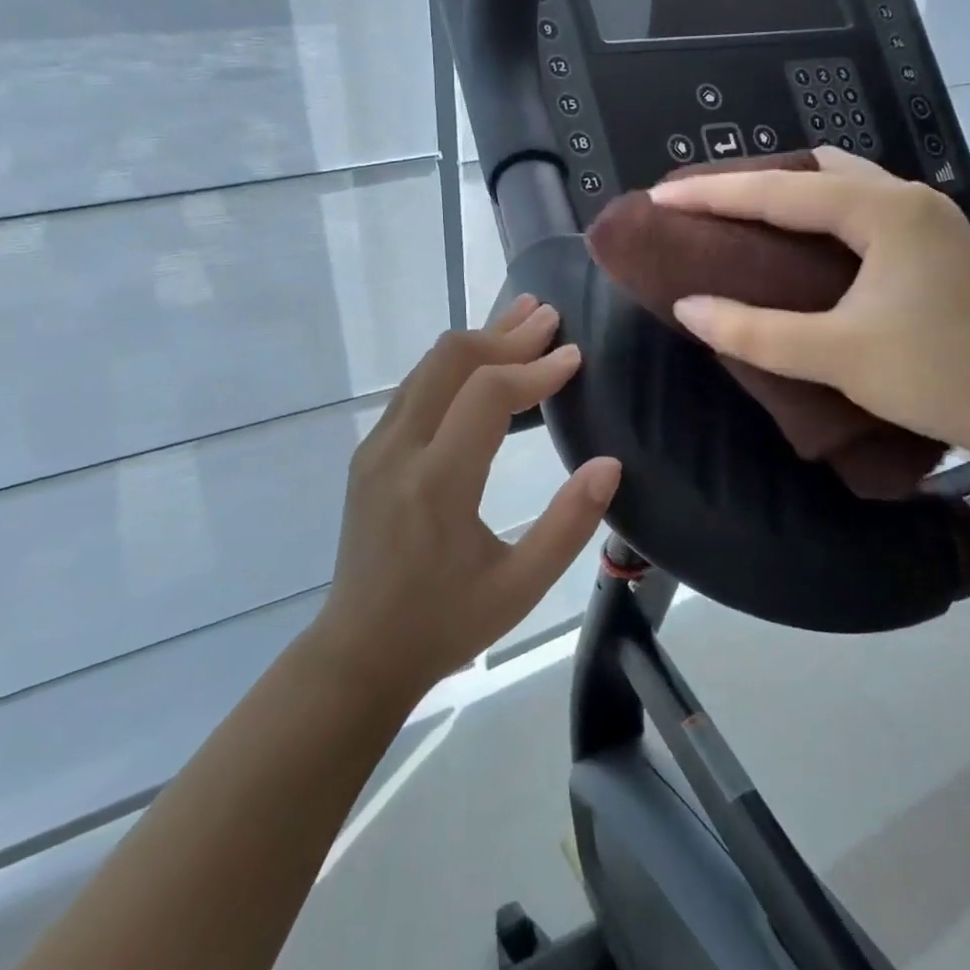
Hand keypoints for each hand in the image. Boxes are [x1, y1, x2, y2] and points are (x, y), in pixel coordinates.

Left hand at [308, 297, 621, 697]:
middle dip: (504, 333)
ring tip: (521, 321)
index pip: (487, 394)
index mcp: (437, 482)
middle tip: (550, 317)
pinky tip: (482, 364)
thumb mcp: (520, 586)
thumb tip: (609, 464)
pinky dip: (454, 365)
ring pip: (428, 367)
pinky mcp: (370, 453)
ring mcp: (376, 447)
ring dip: (478, 340)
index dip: (535, 369)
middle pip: (450, 360)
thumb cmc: (445, 623)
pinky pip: (415, 388)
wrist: (359, 652)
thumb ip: (569, 524)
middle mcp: (399, 450)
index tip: (575, 357)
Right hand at [649, 146, 969, 453]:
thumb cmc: (941, 374)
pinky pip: (859, 211)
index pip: (779, 191)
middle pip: (813, 170)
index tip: (660, 198)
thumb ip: (755, 331)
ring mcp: (927, 221)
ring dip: (787, 195)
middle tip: (701, 205)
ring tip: (739, 219)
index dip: (713, 194)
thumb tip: (688, 307)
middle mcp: (906, 200)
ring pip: (841, 186)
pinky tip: (797, 245)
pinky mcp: (934, 248)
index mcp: (883, 211)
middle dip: (752, 181)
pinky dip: (816, 217)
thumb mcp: (837, 355)